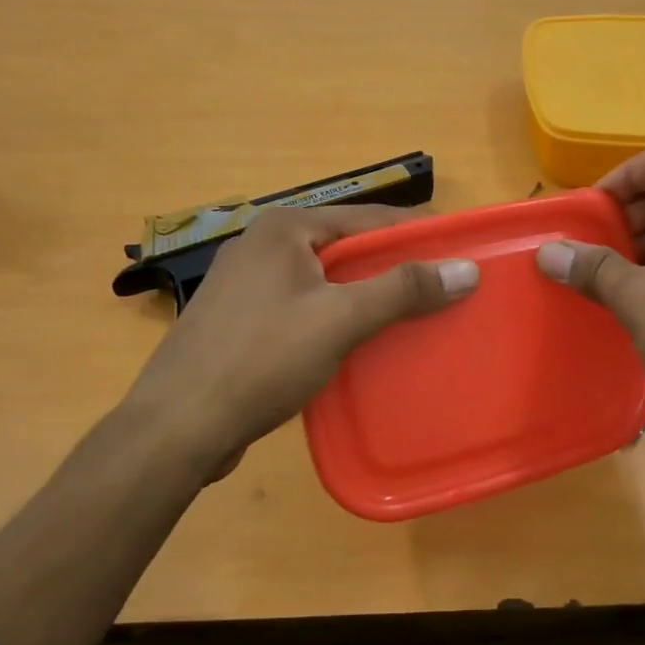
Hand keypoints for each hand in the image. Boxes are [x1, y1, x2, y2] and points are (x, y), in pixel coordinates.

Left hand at [124, 206, 478, 482]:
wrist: (178, 426)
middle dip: (393, 269)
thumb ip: (402, 290)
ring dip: (366, 298)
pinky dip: (336, 320)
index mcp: (284, 229)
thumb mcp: (339, 319)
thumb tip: (465, 270)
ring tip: (411, 319)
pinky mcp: (242, 322)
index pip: (368, 218)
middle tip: (441, 291)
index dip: (416, 234)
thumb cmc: (261, 360)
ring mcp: (248, 285)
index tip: (459, 252)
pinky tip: (360, 345)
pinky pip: (305, 308)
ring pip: (326, 282)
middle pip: (347, 249)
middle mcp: (263, 246)